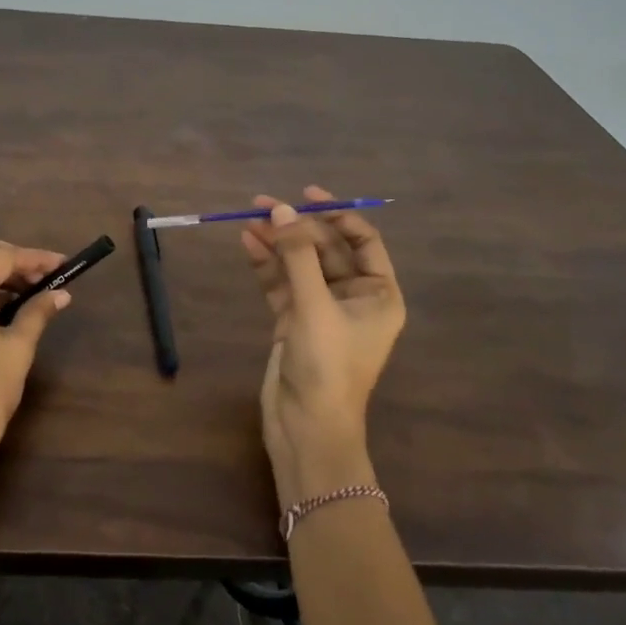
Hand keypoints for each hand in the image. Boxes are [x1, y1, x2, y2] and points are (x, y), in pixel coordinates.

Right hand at [240, 185, 405, 506]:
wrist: (306, 428)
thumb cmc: (327, 366)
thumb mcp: (315, 306)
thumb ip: (297, 255)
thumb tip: (281, 210)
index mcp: (378, 294)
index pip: (362, 240)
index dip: (337, 214)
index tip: (306, 195)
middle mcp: (353, 297)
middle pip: (325, 249)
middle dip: (296, 227)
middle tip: (261, 204)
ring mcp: (321, 309)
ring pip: (299, 264)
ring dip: (276, 242)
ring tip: (247, 218)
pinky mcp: (294, 321)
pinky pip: (281, 283)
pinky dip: (266, 264)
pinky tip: (247, 243)